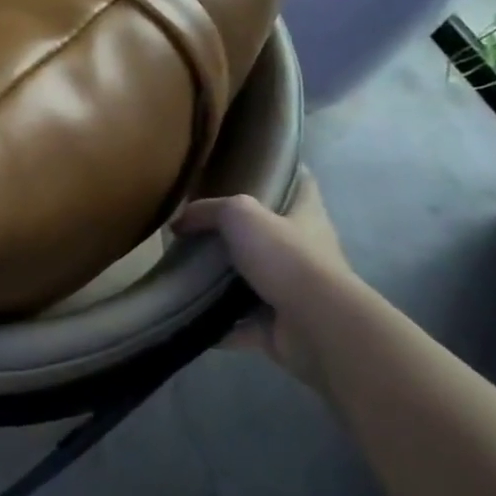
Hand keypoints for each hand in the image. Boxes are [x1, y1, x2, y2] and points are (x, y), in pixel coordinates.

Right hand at [172, 169, 350, 389]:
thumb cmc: (286, 257)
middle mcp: (305, 253)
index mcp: (306, 217)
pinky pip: (241, 323)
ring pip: (254, 281)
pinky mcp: (279, 328)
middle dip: (240, 234)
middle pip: (271, 235)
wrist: (316, 325)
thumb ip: (207, 212)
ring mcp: (293, 293)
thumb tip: (179, 224)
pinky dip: (219, 324)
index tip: (253, 167)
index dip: (282, 172)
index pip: (301, 184)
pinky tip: (189, 315)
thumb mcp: (240, 215)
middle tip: (199, 227)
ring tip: (186, 272)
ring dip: (225, 282)